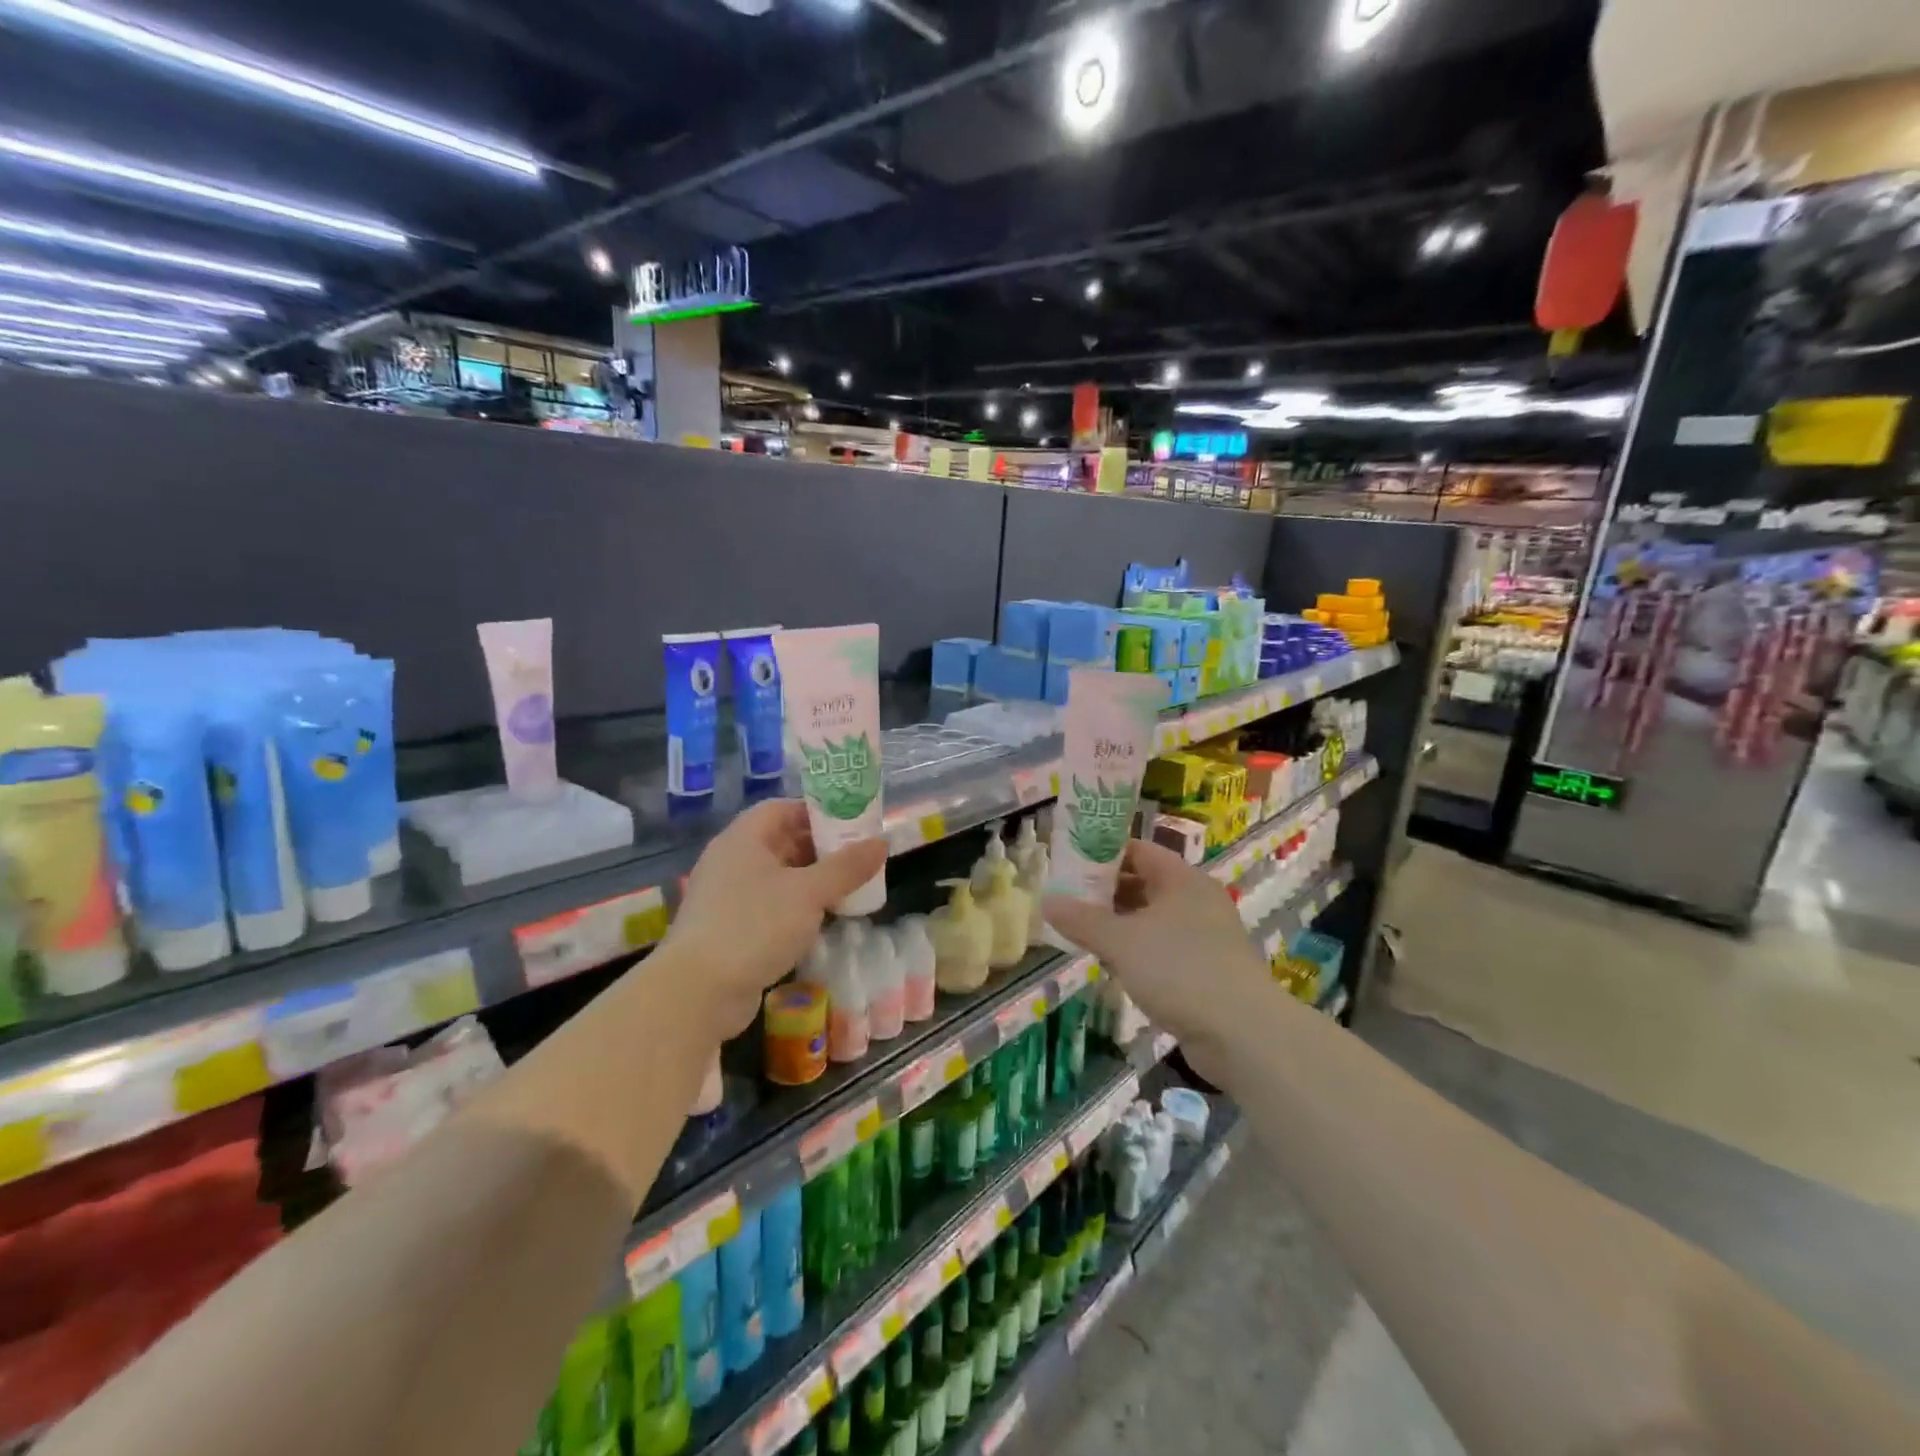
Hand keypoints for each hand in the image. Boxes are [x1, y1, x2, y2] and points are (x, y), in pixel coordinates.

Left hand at [668, 799, 887, 1039]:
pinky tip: (820, 921)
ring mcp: (726, 896)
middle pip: (780, 841)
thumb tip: (882, 842)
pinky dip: (794, 907)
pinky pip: (768, 906)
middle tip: (856, 858)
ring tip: (846, 889)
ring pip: (776, 876)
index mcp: (743, 839)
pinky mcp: (728, 929)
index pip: (782, 808)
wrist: (698, 991)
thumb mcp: (809, 892)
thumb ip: (847, 867)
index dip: (816, 812)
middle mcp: (730, 860)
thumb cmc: (755, 926)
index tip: (851, 823)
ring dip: (810, 881)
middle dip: (819, 848)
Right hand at [1045, 839, 1277, 1076]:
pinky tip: (1111, 965)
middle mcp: (1196, 901)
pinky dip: (1136, 951)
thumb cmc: (1180, 970)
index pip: (1138, 850)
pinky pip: (1162, 949)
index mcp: (1183, 880)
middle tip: (1066, 900)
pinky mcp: (1205, 971)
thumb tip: (1046, 901)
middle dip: (1105, 892)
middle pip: (1143, 883)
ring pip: (1151, 919)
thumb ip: (1082, 920)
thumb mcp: (1122, 942)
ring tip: (1080, 932)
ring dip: (1118, 924)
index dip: (1102, 853)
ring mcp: (1204, 937)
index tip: (1068, 864)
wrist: (1243, 1034)